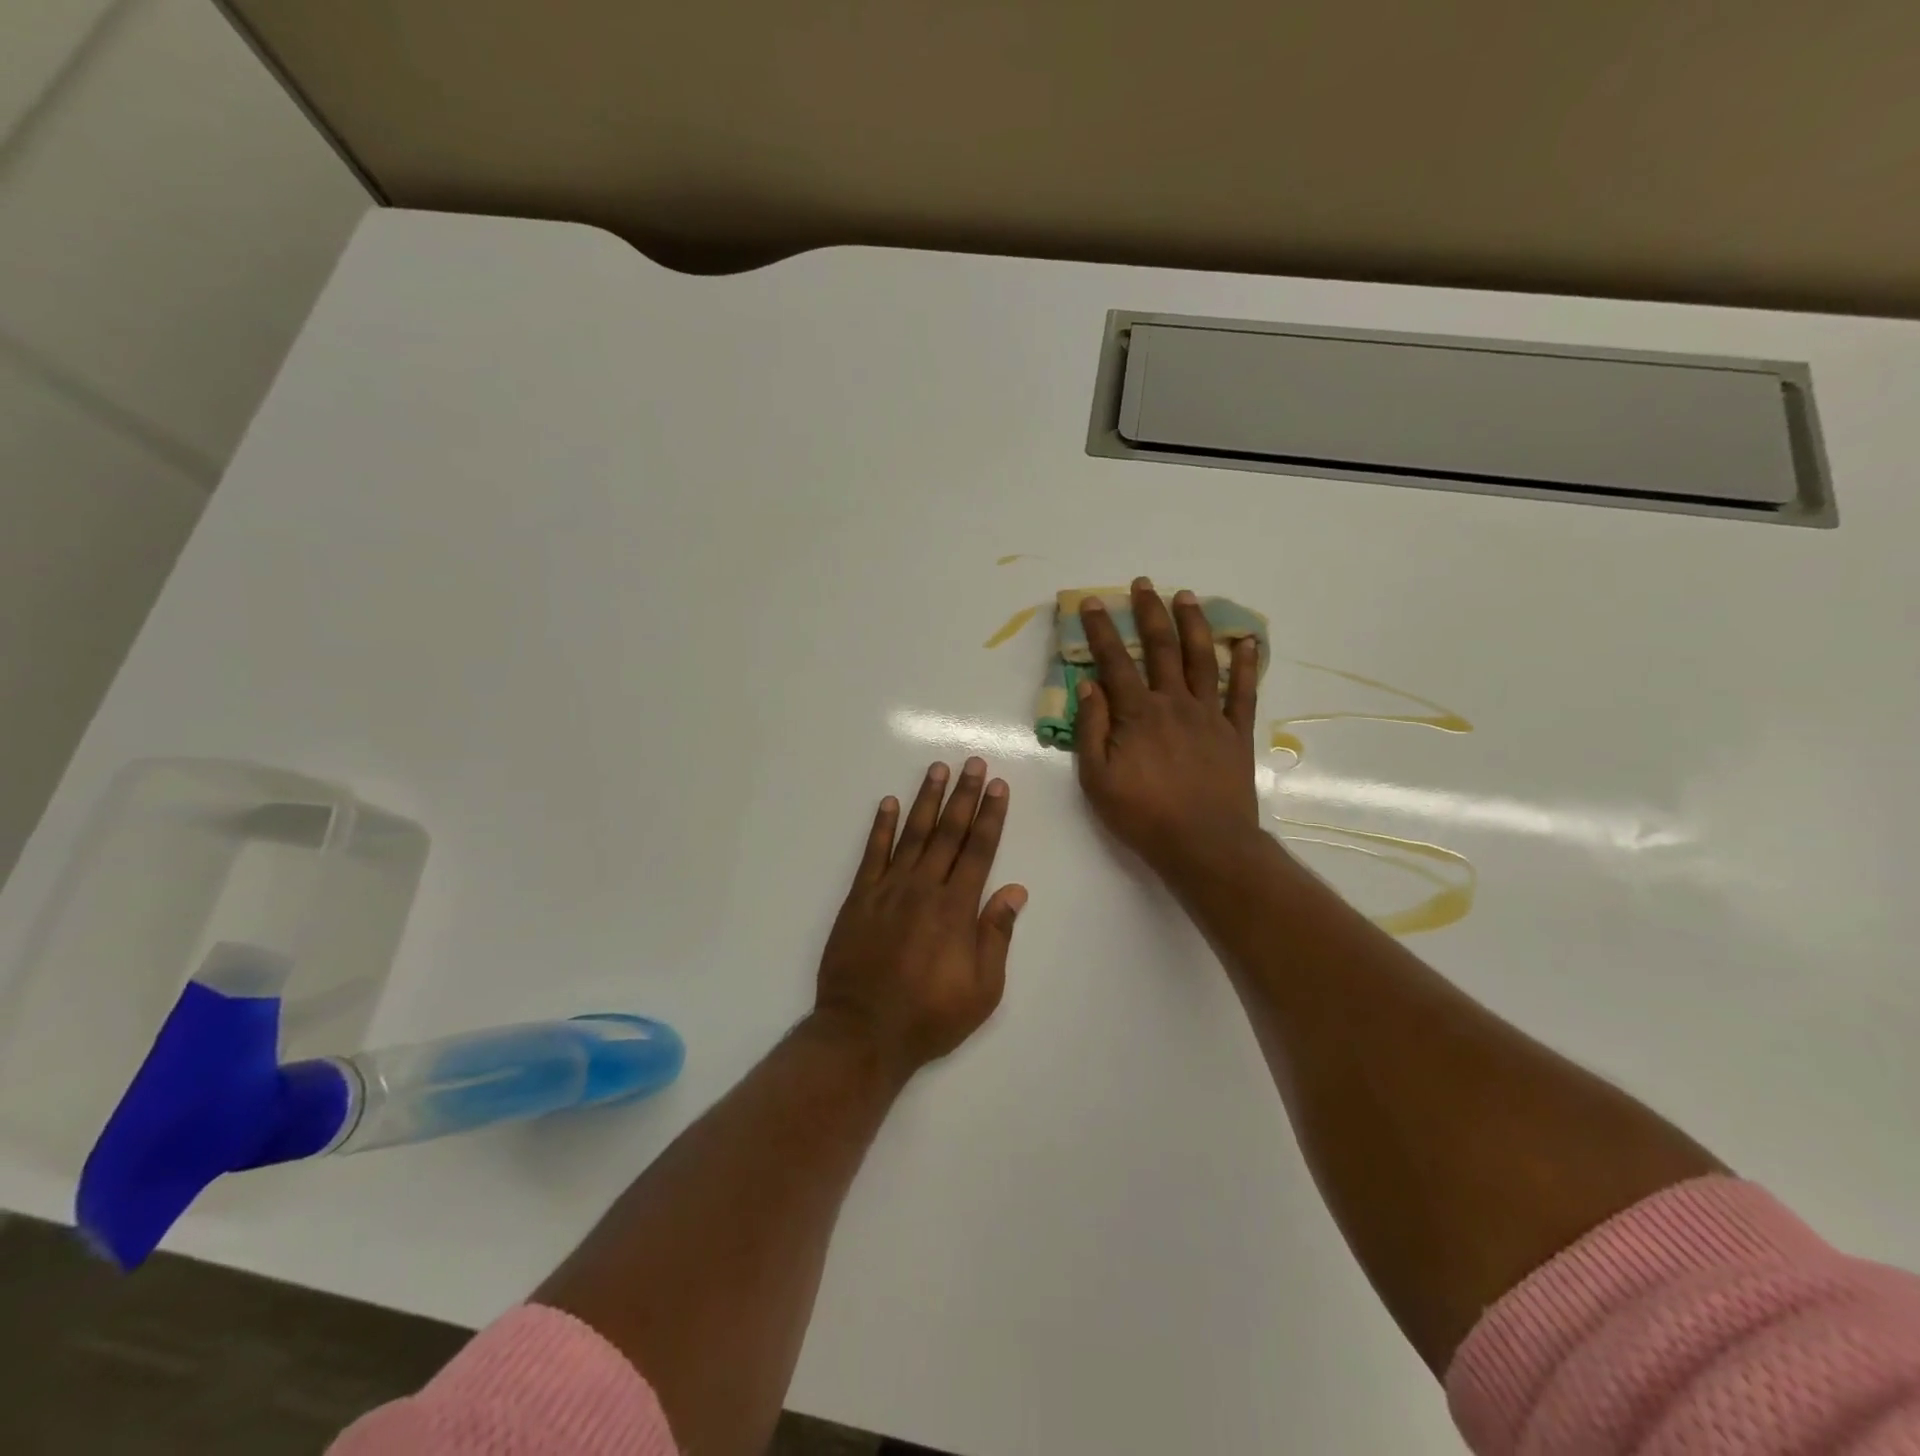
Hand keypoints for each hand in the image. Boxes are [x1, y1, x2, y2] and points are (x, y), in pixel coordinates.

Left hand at [813, 759, 1026, 1080]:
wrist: (863, 1032)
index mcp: (956, 908)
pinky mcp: (859, 898)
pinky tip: (889, 803)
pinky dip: (881, 826)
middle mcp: (924, 888)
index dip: (990, 816)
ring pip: (913, 834)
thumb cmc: (930, 1016)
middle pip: (948, 832)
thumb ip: (997, 935)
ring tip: (937, 770)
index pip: (979, 850)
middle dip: (963, 796)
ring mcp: (888, 889)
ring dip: (926, 799)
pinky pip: (872, 853)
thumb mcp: (982, 989)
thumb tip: (1015, 890)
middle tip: (972, 763)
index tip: (997, 786)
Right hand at [1073, 578, 1261, 875]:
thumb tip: (1088, 686)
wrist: (1204, 844)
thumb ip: (1092, 729)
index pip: (1114, 662)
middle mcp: (1174, 703)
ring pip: (1202, 659)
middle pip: (1161, 648)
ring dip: (1193, 625)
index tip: (1092, 603)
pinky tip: (1247, 641)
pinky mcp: (1236, 733)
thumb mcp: (1097, 779)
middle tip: (1144, 584)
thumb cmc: (1142, 815)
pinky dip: (1247, 664)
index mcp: (1138, 714)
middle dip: (1150, 613)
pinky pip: (1244, 692)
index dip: (1101, 631)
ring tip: (1187, 596)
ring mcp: (1210, 715)